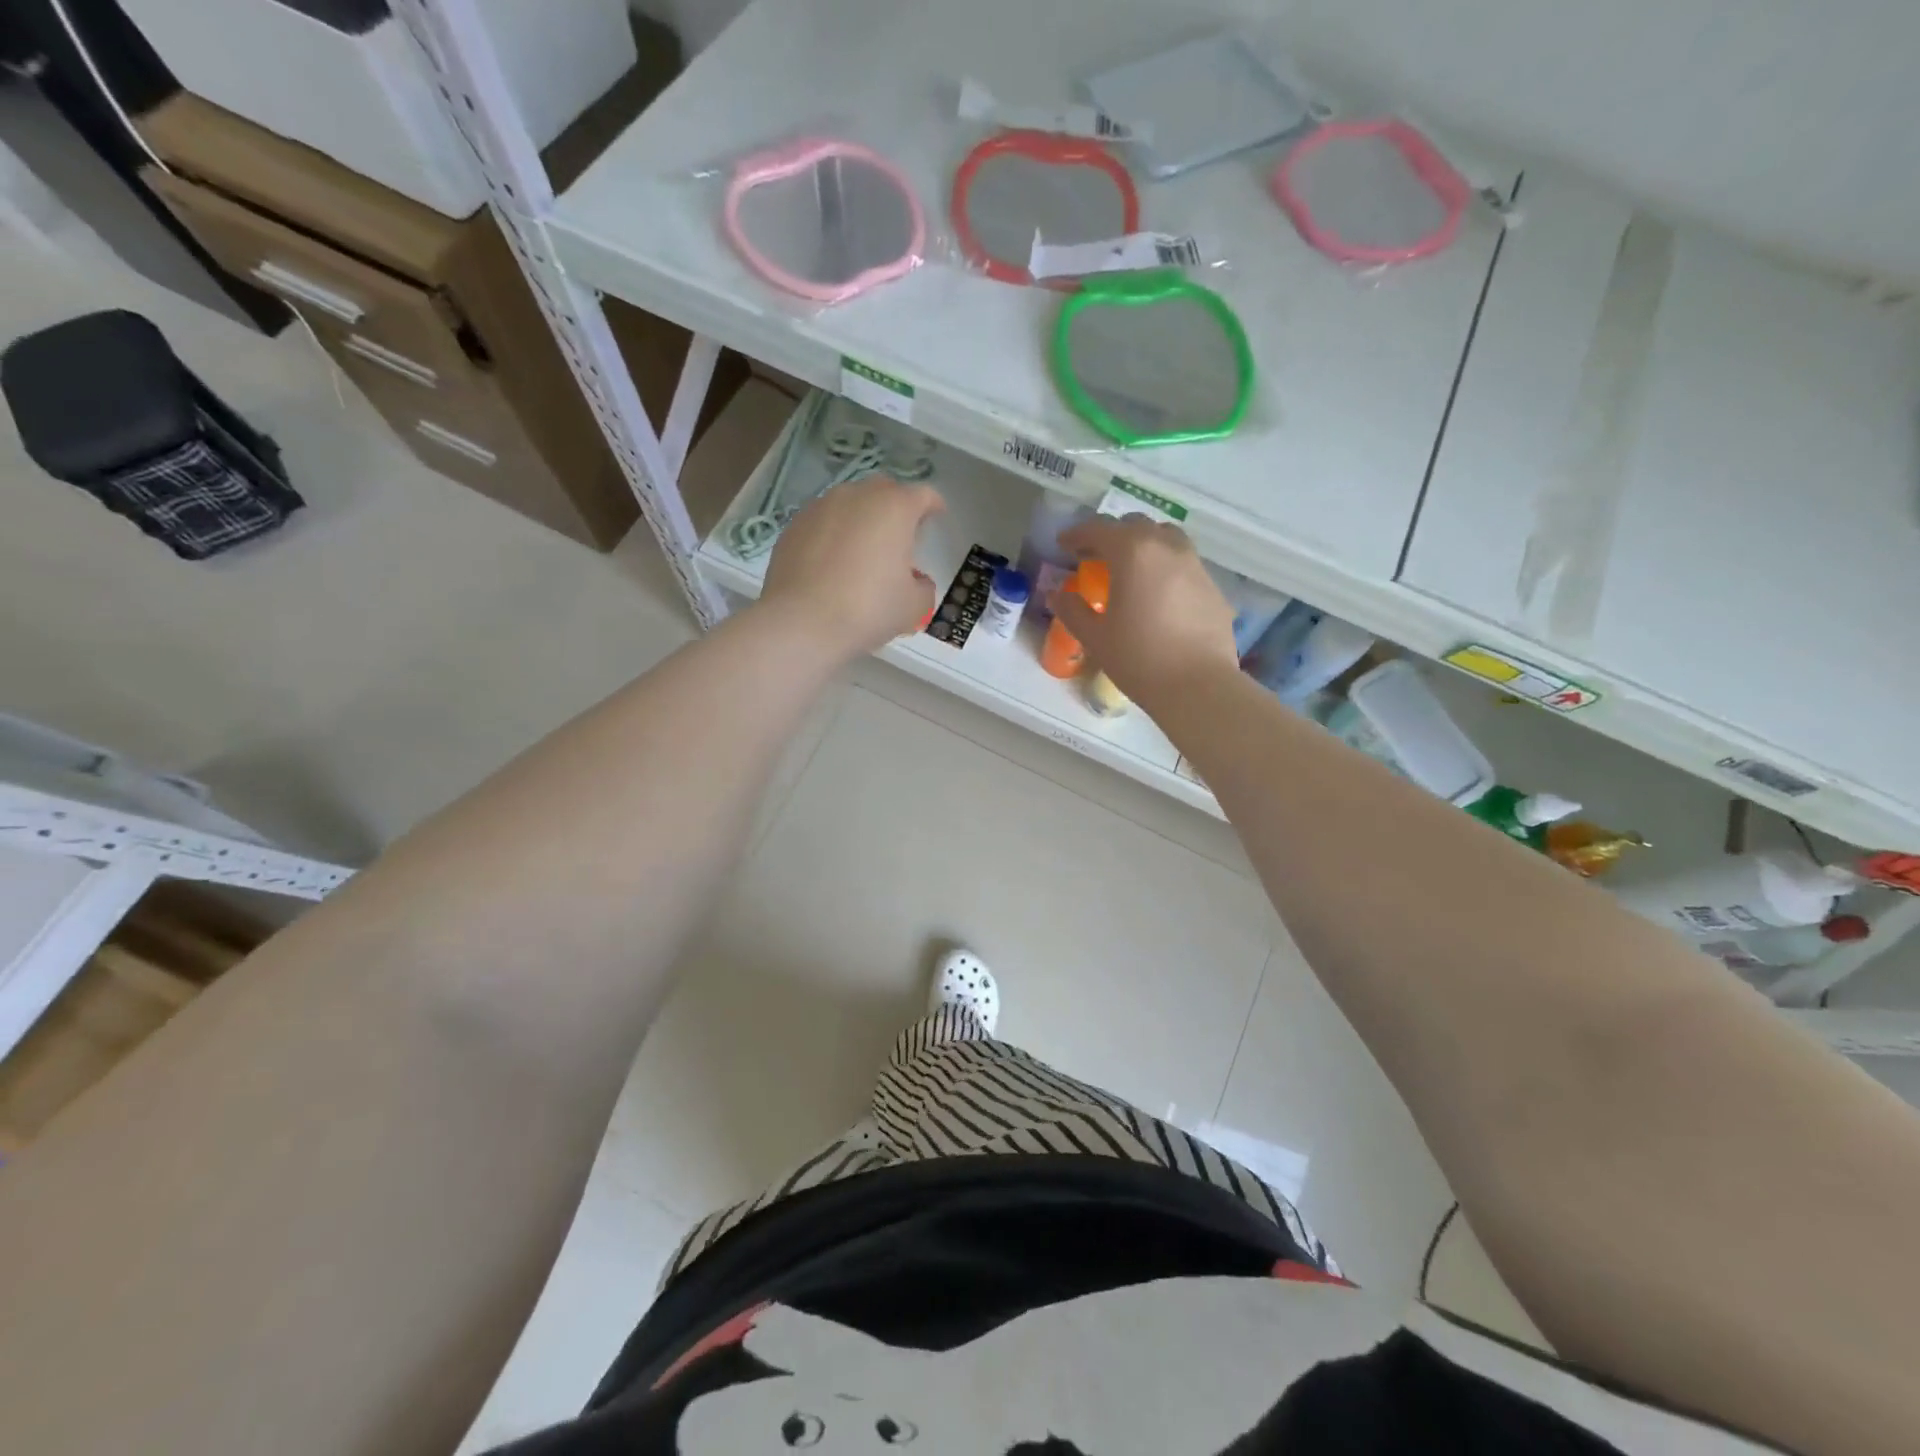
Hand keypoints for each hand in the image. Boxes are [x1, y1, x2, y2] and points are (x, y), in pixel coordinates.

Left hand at [759, 476, 943, 660]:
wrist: (801, 622)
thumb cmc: (868, 609)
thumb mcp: (913, 606)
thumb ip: (923, 587)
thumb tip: (916, 581)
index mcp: (895, 508)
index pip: (923, 495)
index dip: (933, 506)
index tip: (936, 518)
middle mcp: (857, 496)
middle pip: (884, 490)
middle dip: (896, 507)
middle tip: (900, 536)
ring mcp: (820, 507)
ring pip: (850, 504)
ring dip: (862, 519)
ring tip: (863, 550)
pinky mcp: (794, 525)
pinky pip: (823, 522)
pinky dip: (834, 534)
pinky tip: (833, 563)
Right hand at [1052, 513, 1239, 707]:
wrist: (1198, 686)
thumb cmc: (1138, 658)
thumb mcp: (1095, 637)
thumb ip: (1072, 610)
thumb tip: (1056, 595)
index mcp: (1133, 552)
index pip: (1099, 528)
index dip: (1078, 534)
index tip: (1064, 544)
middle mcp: (1167, 547)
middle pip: (1136, 525)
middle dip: (1112, 535)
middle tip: (1095, 556)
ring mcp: (1195, 565)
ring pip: (1166, 538)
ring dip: (1143, 545)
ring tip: (1130, 569)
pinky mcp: (1213, 587)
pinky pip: (1184, 564)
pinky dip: (1165, 567)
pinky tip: (1158, 595)